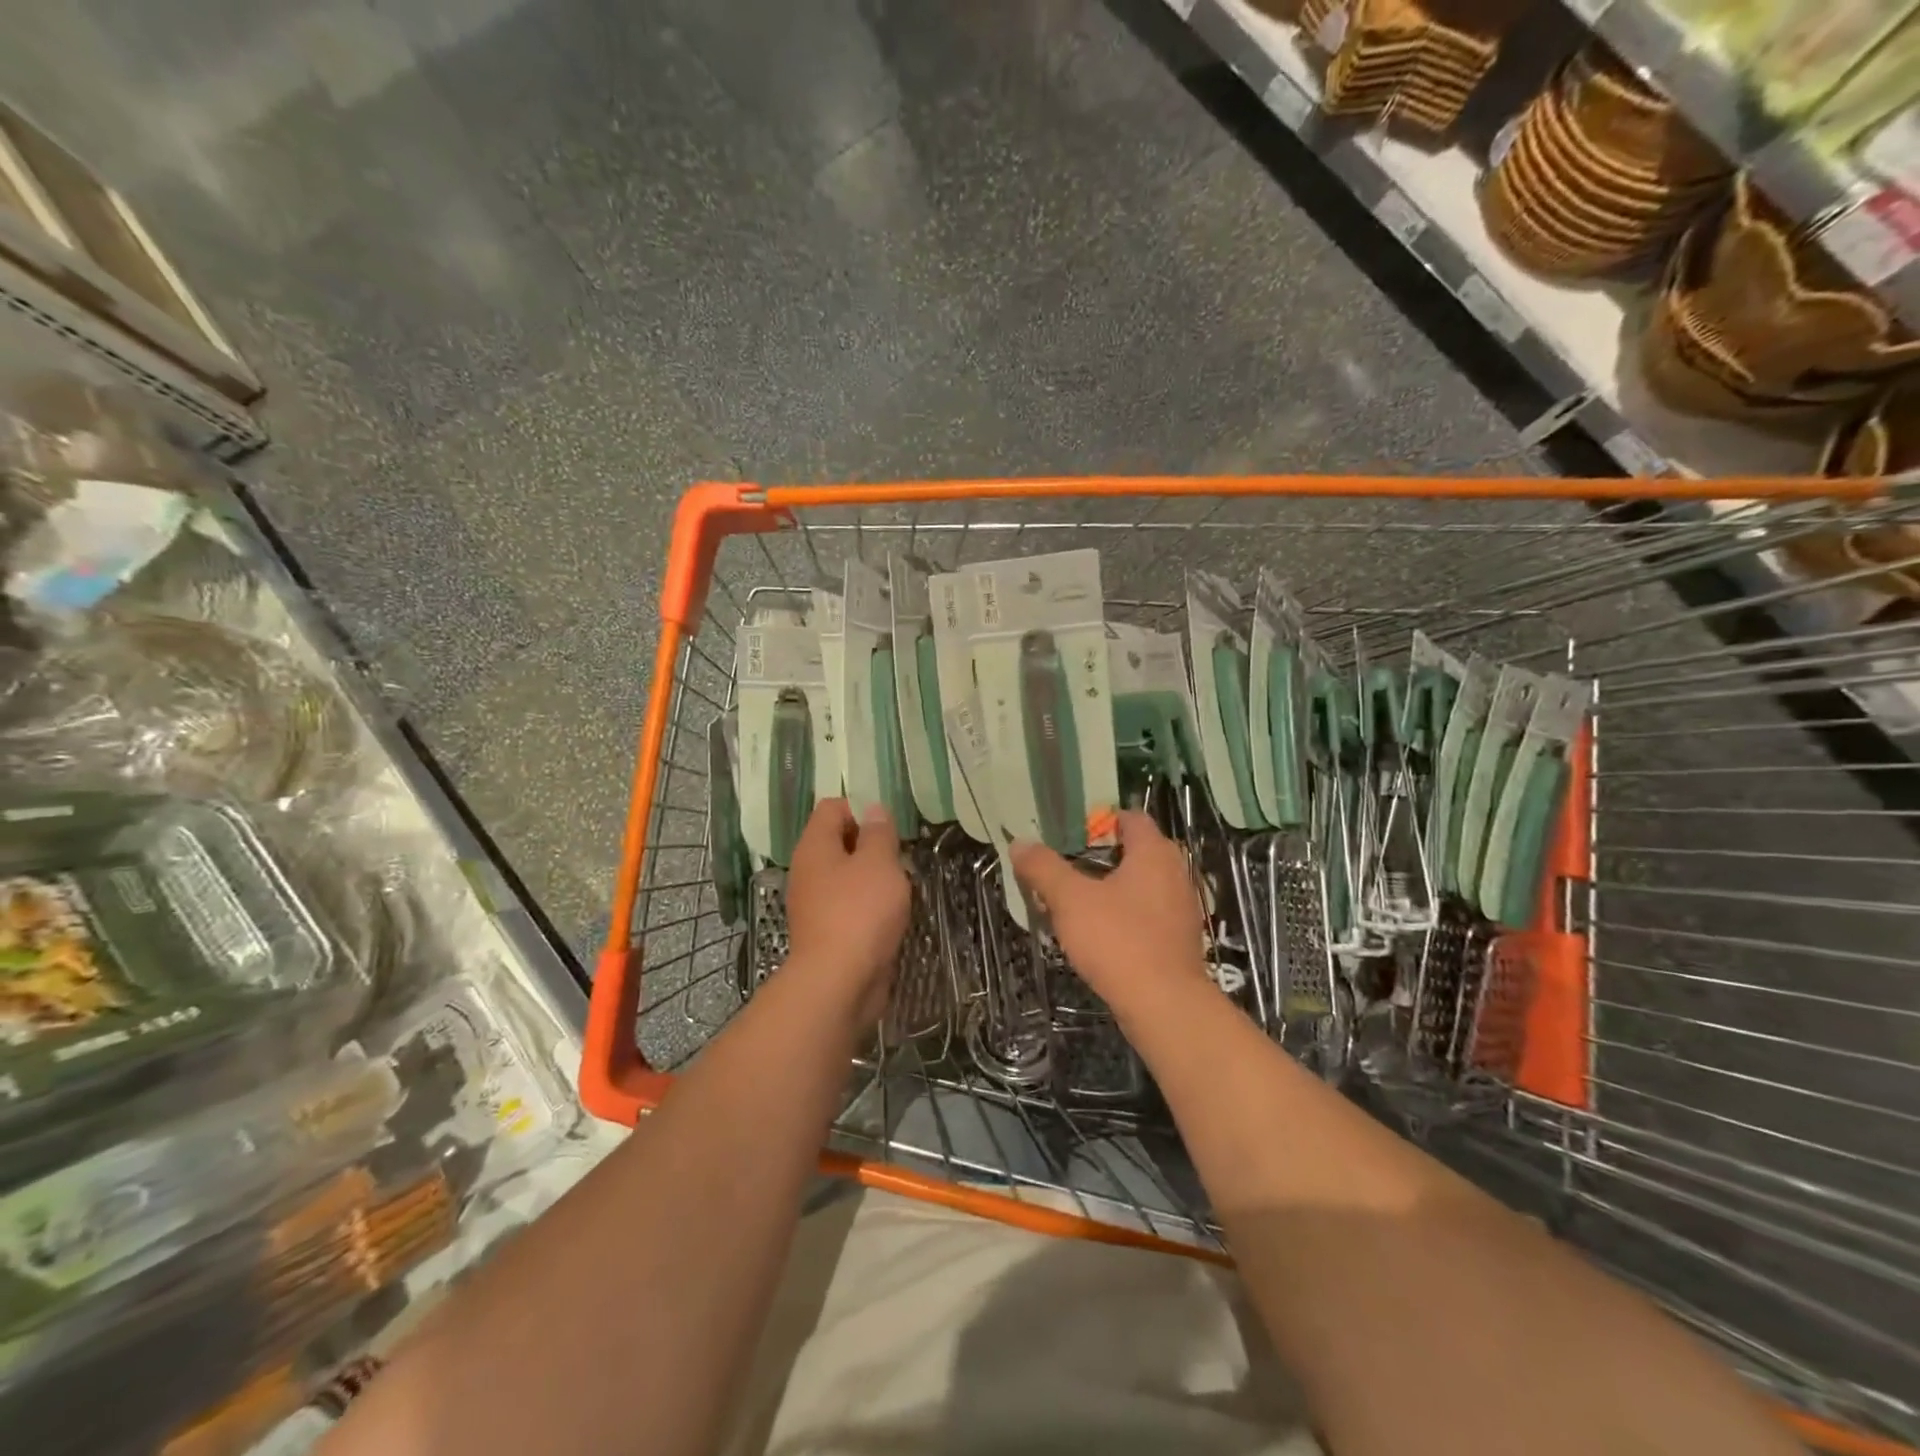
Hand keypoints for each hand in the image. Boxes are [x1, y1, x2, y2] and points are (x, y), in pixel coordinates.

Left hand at [784, 798, 910, 1026]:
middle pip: (839, 842)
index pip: (832, 808)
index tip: (889, 828)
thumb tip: (873, 810)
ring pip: (846, 877)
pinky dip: (868, 908)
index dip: (861, 809)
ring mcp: (814, 904)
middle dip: (871, 846)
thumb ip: (879, 833)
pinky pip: (849, 907)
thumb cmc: (860, 912)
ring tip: (900, 889)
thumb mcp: (879, 862)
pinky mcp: (825, 933)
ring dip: (873, 879)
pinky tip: (889, 917)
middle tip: (899, 858)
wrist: (838, 983)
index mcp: (814, 846)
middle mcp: (807, 871)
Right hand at [1012, 811, 1209, 1021]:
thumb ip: (1044, 868)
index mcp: (1153, 852)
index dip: (1099, 821)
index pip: (1131, 818)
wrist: (1165, 1006)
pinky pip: (1148, 913)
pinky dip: (1125, 915)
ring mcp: (1181, 908)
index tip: (1069, 836)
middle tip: (1066, 868)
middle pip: (1136, 851)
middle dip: (1100, 857)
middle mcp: (1175, 872)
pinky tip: (1100, 934)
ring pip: (1142, 885)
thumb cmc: (1118, 940)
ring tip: (1076, 903)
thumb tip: (1020, 843)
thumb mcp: (1070, 900)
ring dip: (1111, 888)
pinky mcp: (1180, 940)